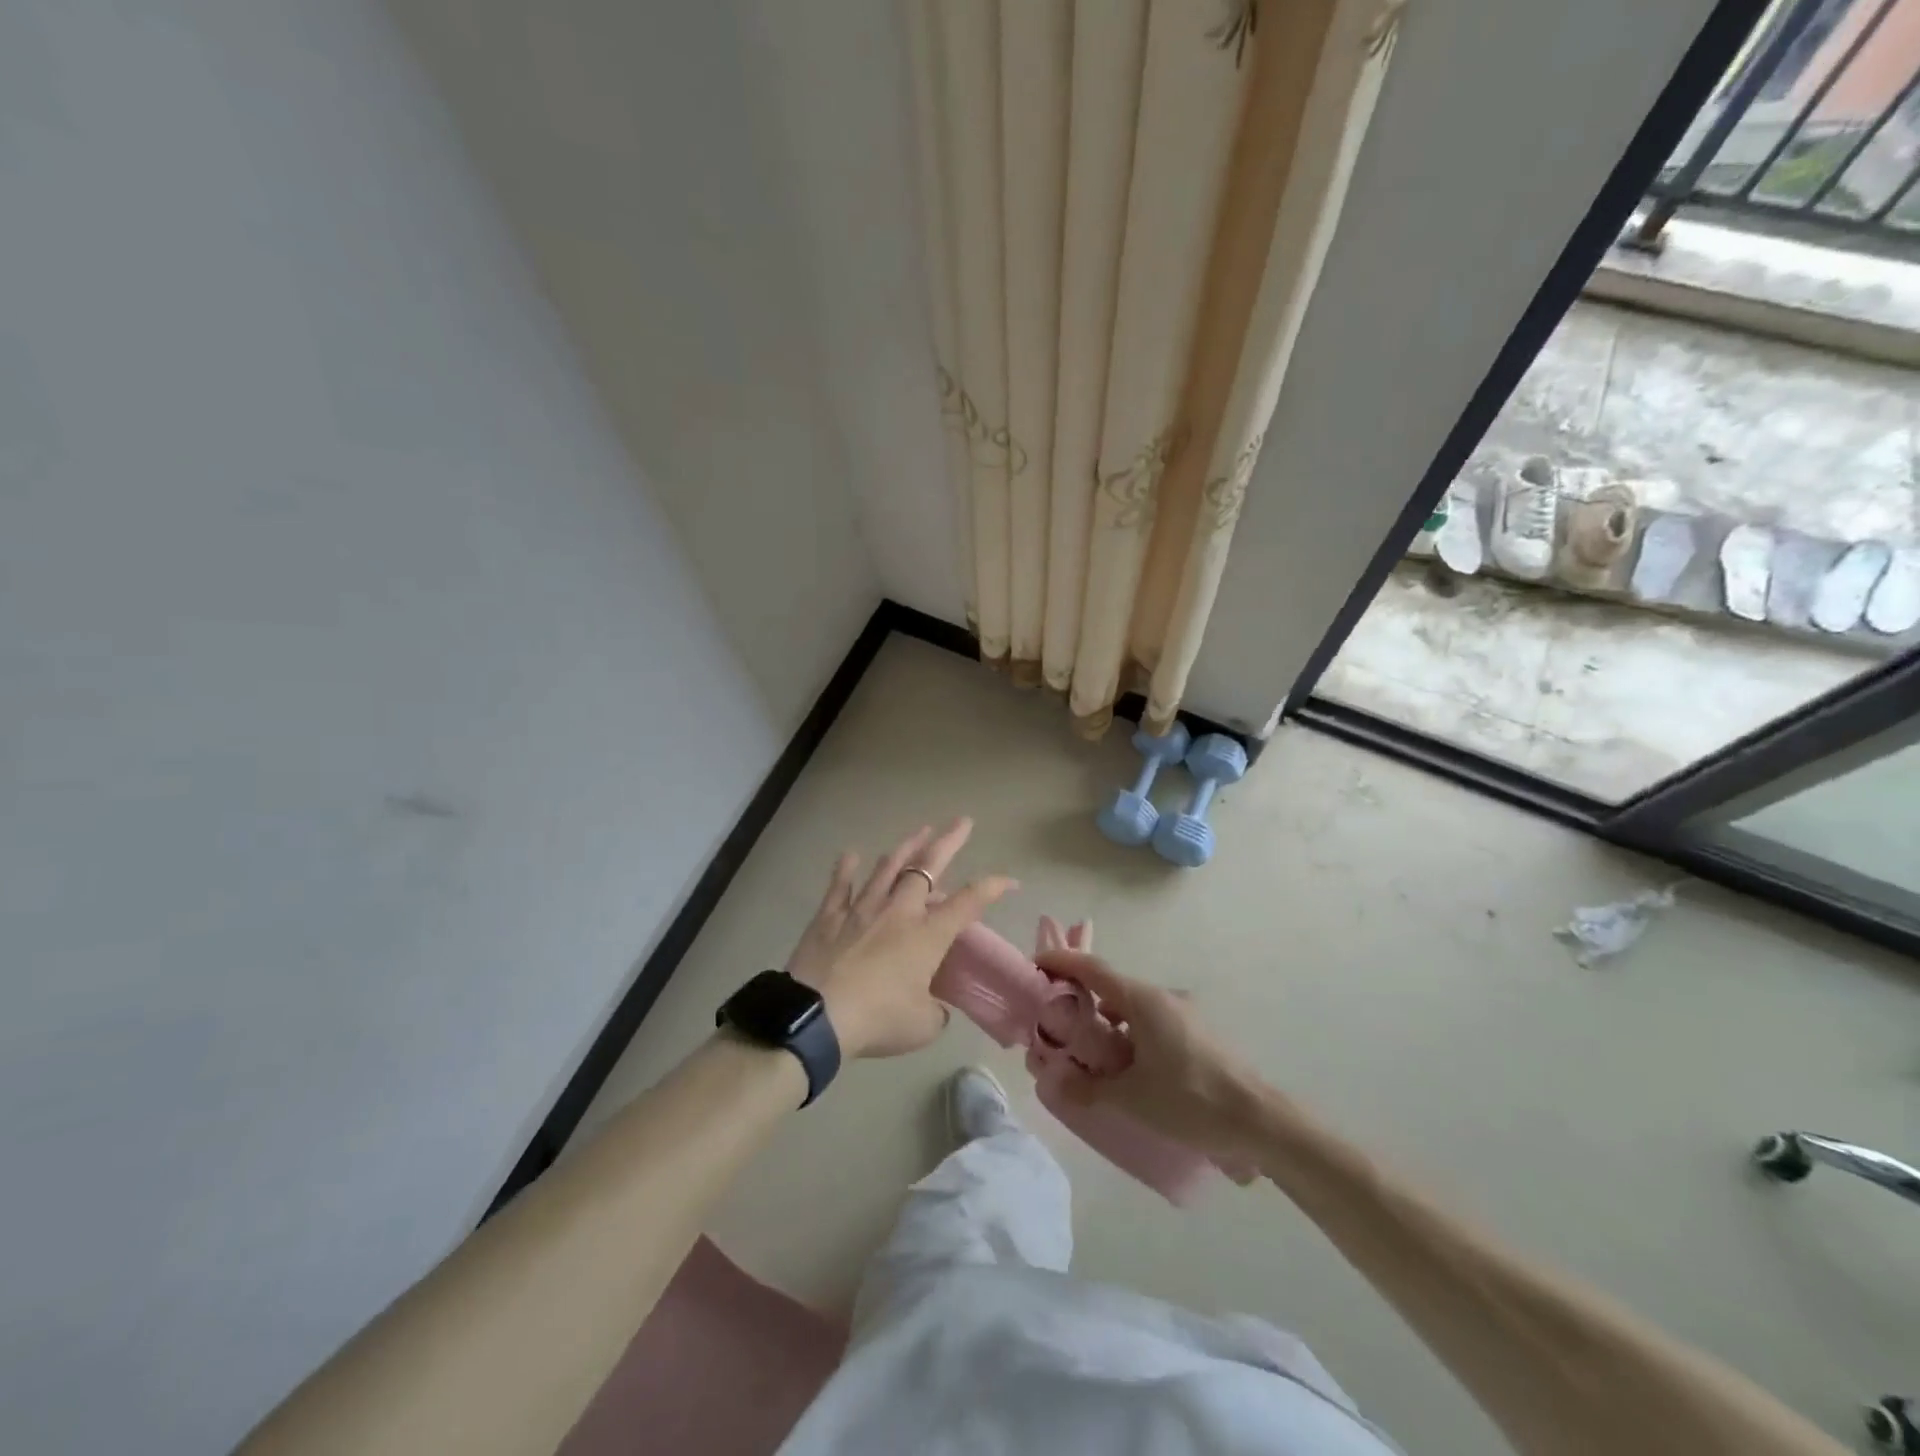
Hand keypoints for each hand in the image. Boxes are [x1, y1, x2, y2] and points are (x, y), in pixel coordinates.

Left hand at [785, 819, 1015, 1059]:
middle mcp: (898, 912)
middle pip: (927, 867)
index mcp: (927, 935)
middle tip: (962, 822)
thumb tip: (933, 1005)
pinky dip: (845, 869)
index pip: (968, 902)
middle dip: (948, 842)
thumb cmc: (878, 1020)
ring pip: (887, 868)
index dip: (992, 888)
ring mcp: (861, 909)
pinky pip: (839, 887)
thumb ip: (934, 1011)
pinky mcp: (828, 917)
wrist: (816, 1018)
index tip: (1010, 881)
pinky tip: (850, 854)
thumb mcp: (922, 1026)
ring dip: (906, 847)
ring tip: (920, 831)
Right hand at [1037, 948, 1273, 1172]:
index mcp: (1143, 1000)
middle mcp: (1163, 997)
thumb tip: (1052, 1081)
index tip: (1035, 967)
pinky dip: (1130, 1037)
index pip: (1092, 968)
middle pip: (1110, 988)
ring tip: (1088, 1057)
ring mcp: (1183, 1015)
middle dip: (1079, 1002)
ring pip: (1132, 1009)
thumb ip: (1087, 1087)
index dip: (1061, 963)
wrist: (1260, 1122)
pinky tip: (1127, 1072)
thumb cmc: (1191, 1100)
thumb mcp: (1131, 1098)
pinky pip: (1151, 1025)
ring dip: (1106, 1025)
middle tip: (1054, 1025)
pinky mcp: (1197, 1035)